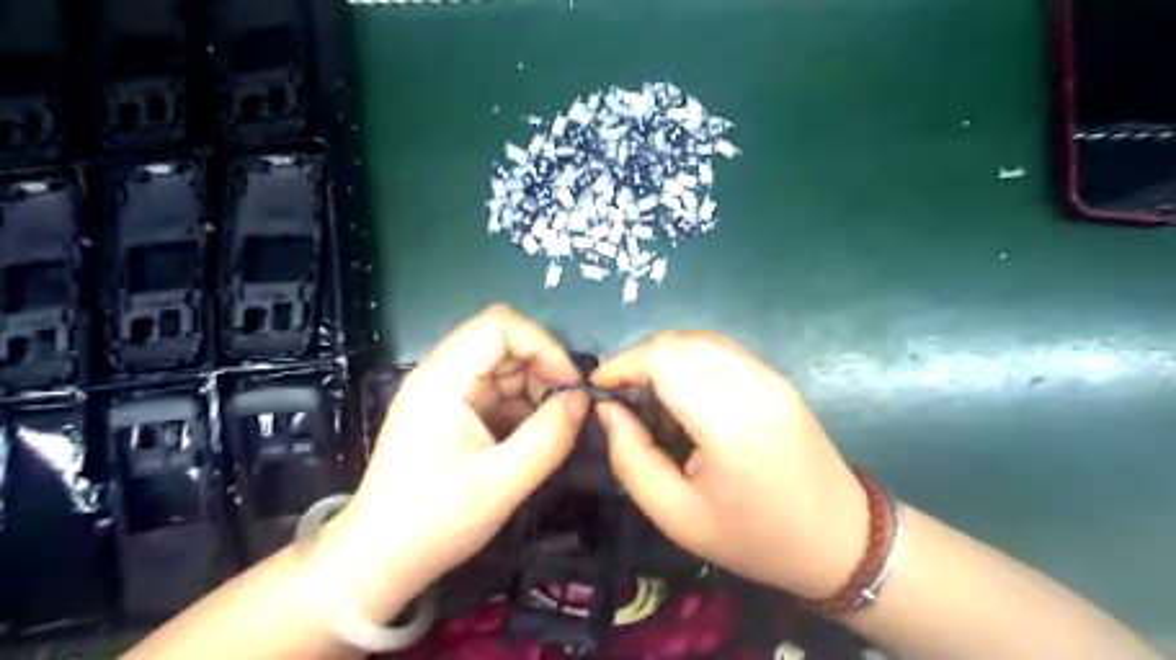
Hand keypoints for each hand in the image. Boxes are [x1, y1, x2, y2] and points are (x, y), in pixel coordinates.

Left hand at [313, 304, 593, 619]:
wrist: (379, 560)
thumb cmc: (435, 521)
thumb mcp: (503, 482)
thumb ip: (549, 436)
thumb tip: (582, 399)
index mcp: (443, 379)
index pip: (500, 324)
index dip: (543, 345)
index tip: (569, 387)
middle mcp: (441, 374)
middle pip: (503, 342)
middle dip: (543, 370)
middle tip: (568, 411)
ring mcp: (444, 392)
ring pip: (503, 367)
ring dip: (535, 390)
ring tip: (551, 430)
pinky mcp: (449, 411)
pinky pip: (495, 392)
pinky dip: (521, 408)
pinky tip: (531, 439)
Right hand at [593, 334, 865, 600]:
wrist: (840, 539)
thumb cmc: (753, 538)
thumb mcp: (676, 516)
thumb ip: (631, 458)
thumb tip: (607, 410)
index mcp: (730, 423)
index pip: (665, 358)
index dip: (623, 364)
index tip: (599, 388)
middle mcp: (753, 386)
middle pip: (679, 341)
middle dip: (639, 359)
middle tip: (622, 396)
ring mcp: (771, 377)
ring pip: (700, 339)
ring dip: (664, 357)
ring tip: (651, 397)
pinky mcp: (777, 378)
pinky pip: (722, 351)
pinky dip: (690, 360)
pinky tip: (685, 395)